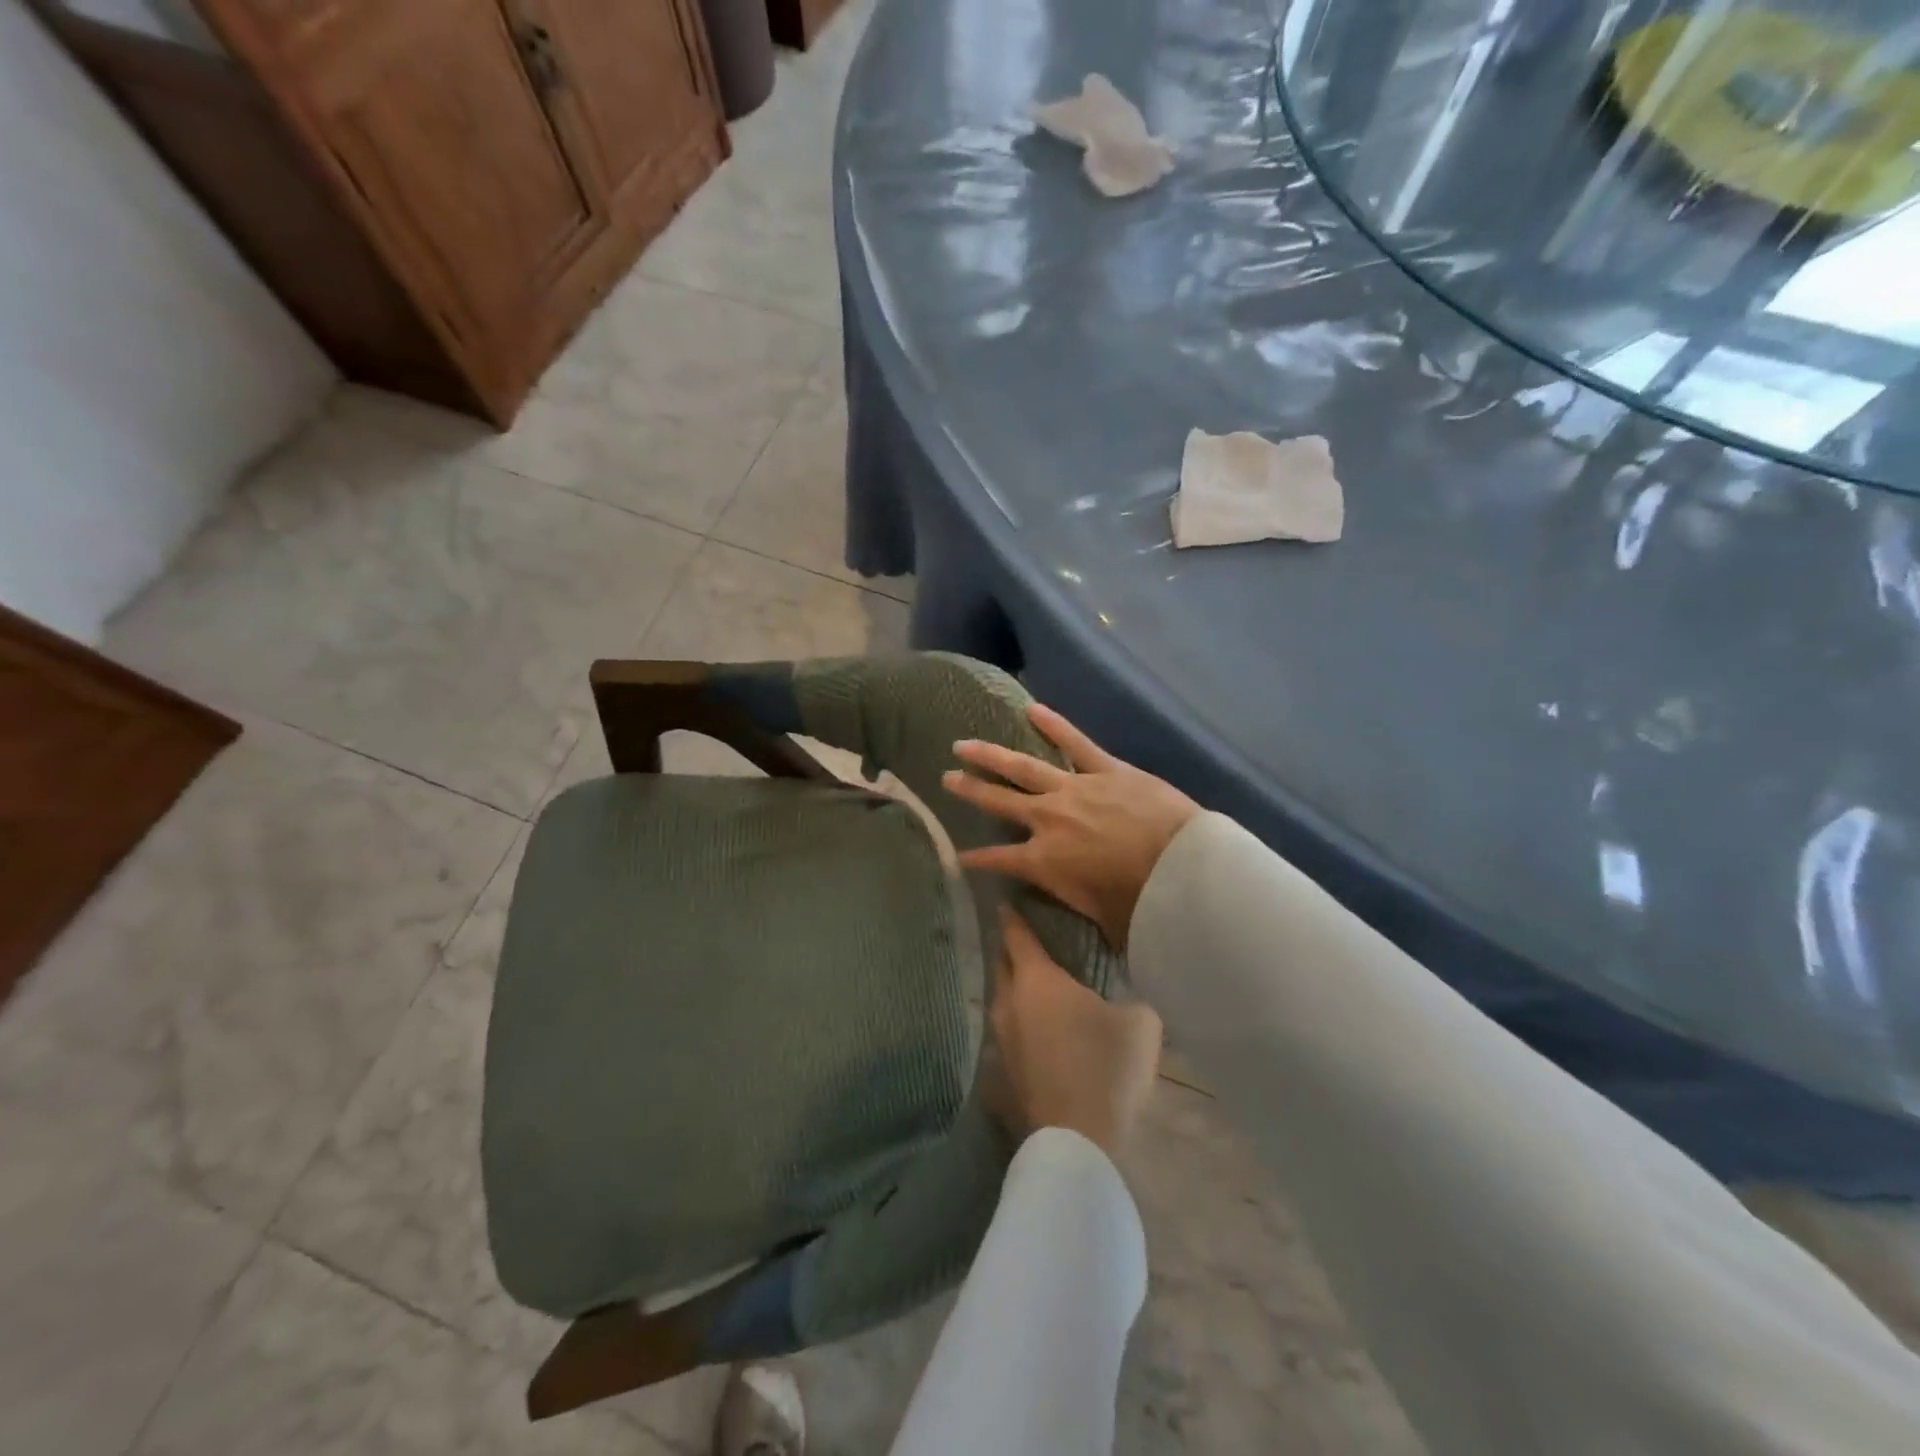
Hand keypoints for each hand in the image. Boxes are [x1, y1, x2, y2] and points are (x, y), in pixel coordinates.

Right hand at [942, 704, 1199, 949]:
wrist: (1183, 869)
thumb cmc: (1141, 905)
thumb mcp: (1097, 920)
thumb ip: (1074, 907)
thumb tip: (1067, 910)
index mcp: (1044, 861)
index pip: (997, 860)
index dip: (975, 860)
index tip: (957, 856)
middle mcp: (1048, 820)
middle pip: (999, 802)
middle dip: (970, 791)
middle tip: (946, 778)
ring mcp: (1074, 789)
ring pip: (1023, 767)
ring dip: (991, 756)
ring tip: (964, 744)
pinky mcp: (1106, 769)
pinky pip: (1075, 743)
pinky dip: (1054, 725)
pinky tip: (1031, 708)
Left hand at [988, 909, 1161, 1155]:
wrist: (1079, 1136)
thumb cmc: (1107, 1066)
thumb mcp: (1140, 1022)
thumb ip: (1130, 997)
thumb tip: (1126, 995)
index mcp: (1038, 980)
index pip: (1018, 937)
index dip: (1012, 919)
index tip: (1005, 904)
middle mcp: (1010, 1002)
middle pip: (1002, 966)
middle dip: (1009, 950)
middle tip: (1021, 941)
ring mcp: (1001, 1040)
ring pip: (1001, 1001)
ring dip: (1011, 989)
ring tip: (1029, 986)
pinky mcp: (1003, 1072)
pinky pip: (1006, 1035)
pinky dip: (1016, 1025)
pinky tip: (1031, 1033)